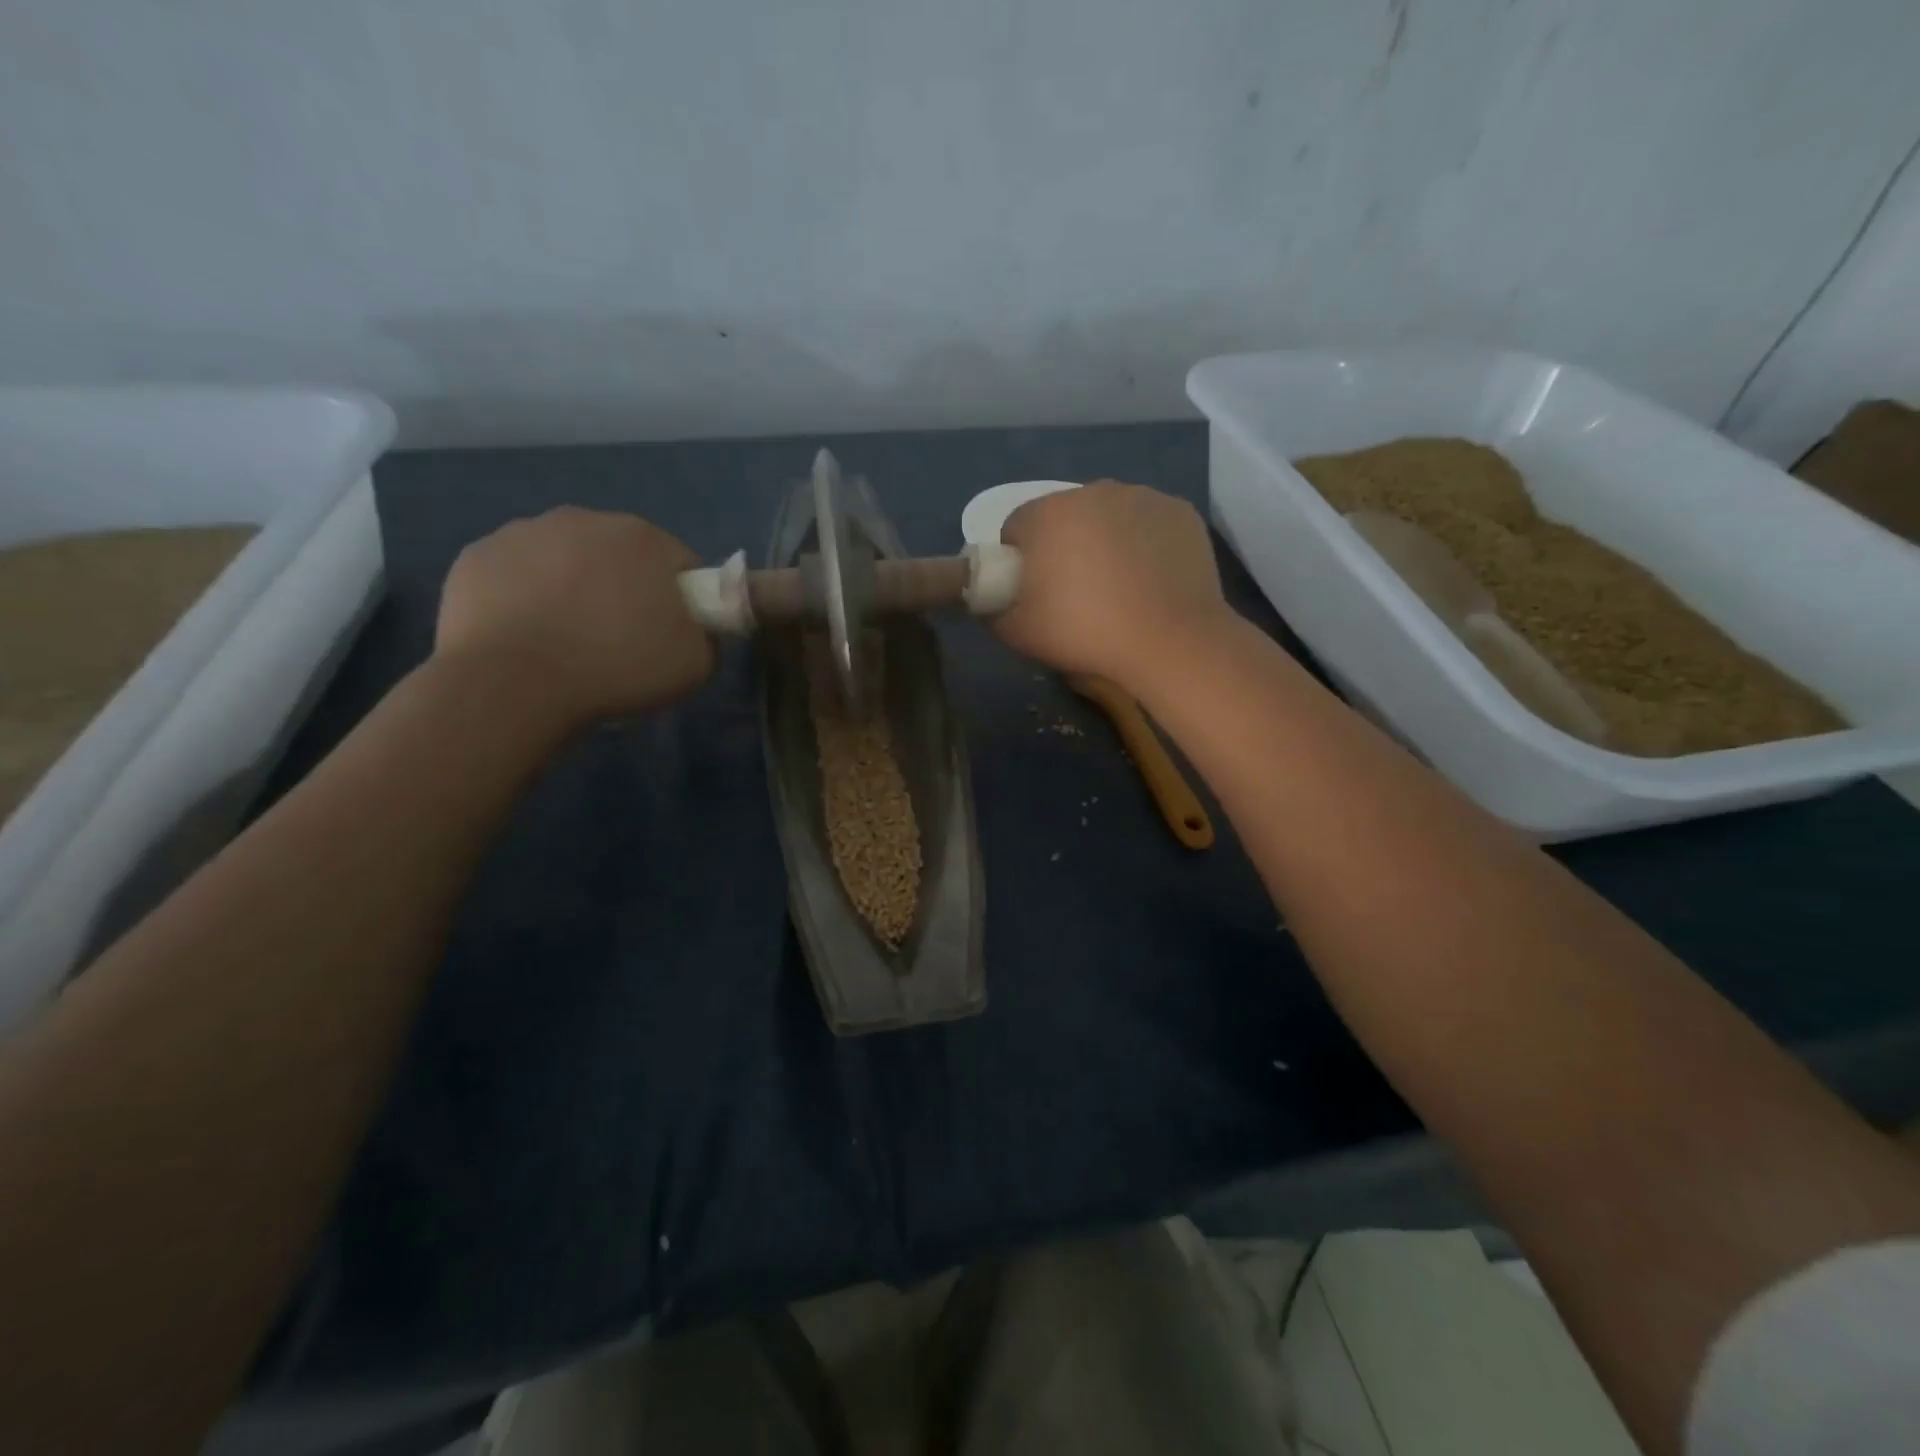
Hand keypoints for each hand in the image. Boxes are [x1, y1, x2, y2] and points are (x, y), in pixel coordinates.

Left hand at [434, 507, 713, 730]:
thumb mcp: (695, 665)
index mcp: (644, 538)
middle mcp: (585, 519)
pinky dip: (524, 597)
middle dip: (625, 588)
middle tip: (619, 640)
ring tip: (566, 641)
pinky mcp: (476, 556)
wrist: (513, 685)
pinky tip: (525, 636)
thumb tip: (695, 630)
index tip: (671, 635)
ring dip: (573, 589)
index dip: (683, 601)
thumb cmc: (616, 668)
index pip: (681, 565)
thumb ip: (707, 637)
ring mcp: (522, 532)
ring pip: (564, 560)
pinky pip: (516, 575)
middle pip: (620, 555)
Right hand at [994, 481, 1232, 689]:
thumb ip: (991, 610)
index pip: (1016, 528)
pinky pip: (1147, 523)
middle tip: (1075, 595)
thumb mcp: (1017, 634)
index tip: (1033, 594)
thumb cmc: (1085, 633)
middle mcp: (1092, 491)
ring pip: (1108, 517)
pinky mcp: (1179, 511)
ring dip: (1104, 543)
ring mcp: (1142, 497)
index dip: (1019, 562)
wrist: (1170, 641)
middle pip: (1064, 518)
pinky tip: (1150, 580)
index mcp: (1046, 514)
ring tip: (1118, 589)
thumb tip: (990, 600)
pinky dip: (1144, 544)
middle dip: (1063, 547)